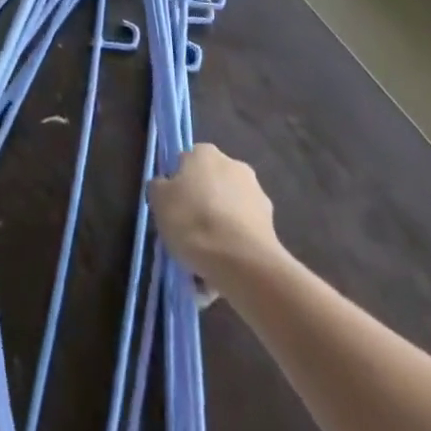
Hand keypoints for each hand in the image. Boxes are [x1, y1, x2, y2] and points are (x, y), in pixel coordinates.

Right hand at [148, 144, 282, 289]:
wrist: (241, 262)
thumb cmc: (192, 220)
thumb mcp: (159, 200)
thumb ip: (159, 187)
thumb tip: (165, 187)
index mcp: (206, 153)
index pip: (186, 163)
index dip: (177, 188)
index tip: (171, 211)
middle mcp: (234, 166)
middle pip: (210, 189)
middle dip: (201, 210)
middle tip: (187, 238)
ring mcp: (257, 197)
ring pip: (228, 216)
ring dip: (218, 235)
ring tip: (203, 268)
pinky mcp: (271, 229)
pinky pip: (243, 239)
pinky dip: (233, 253)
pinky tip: (220, 278)